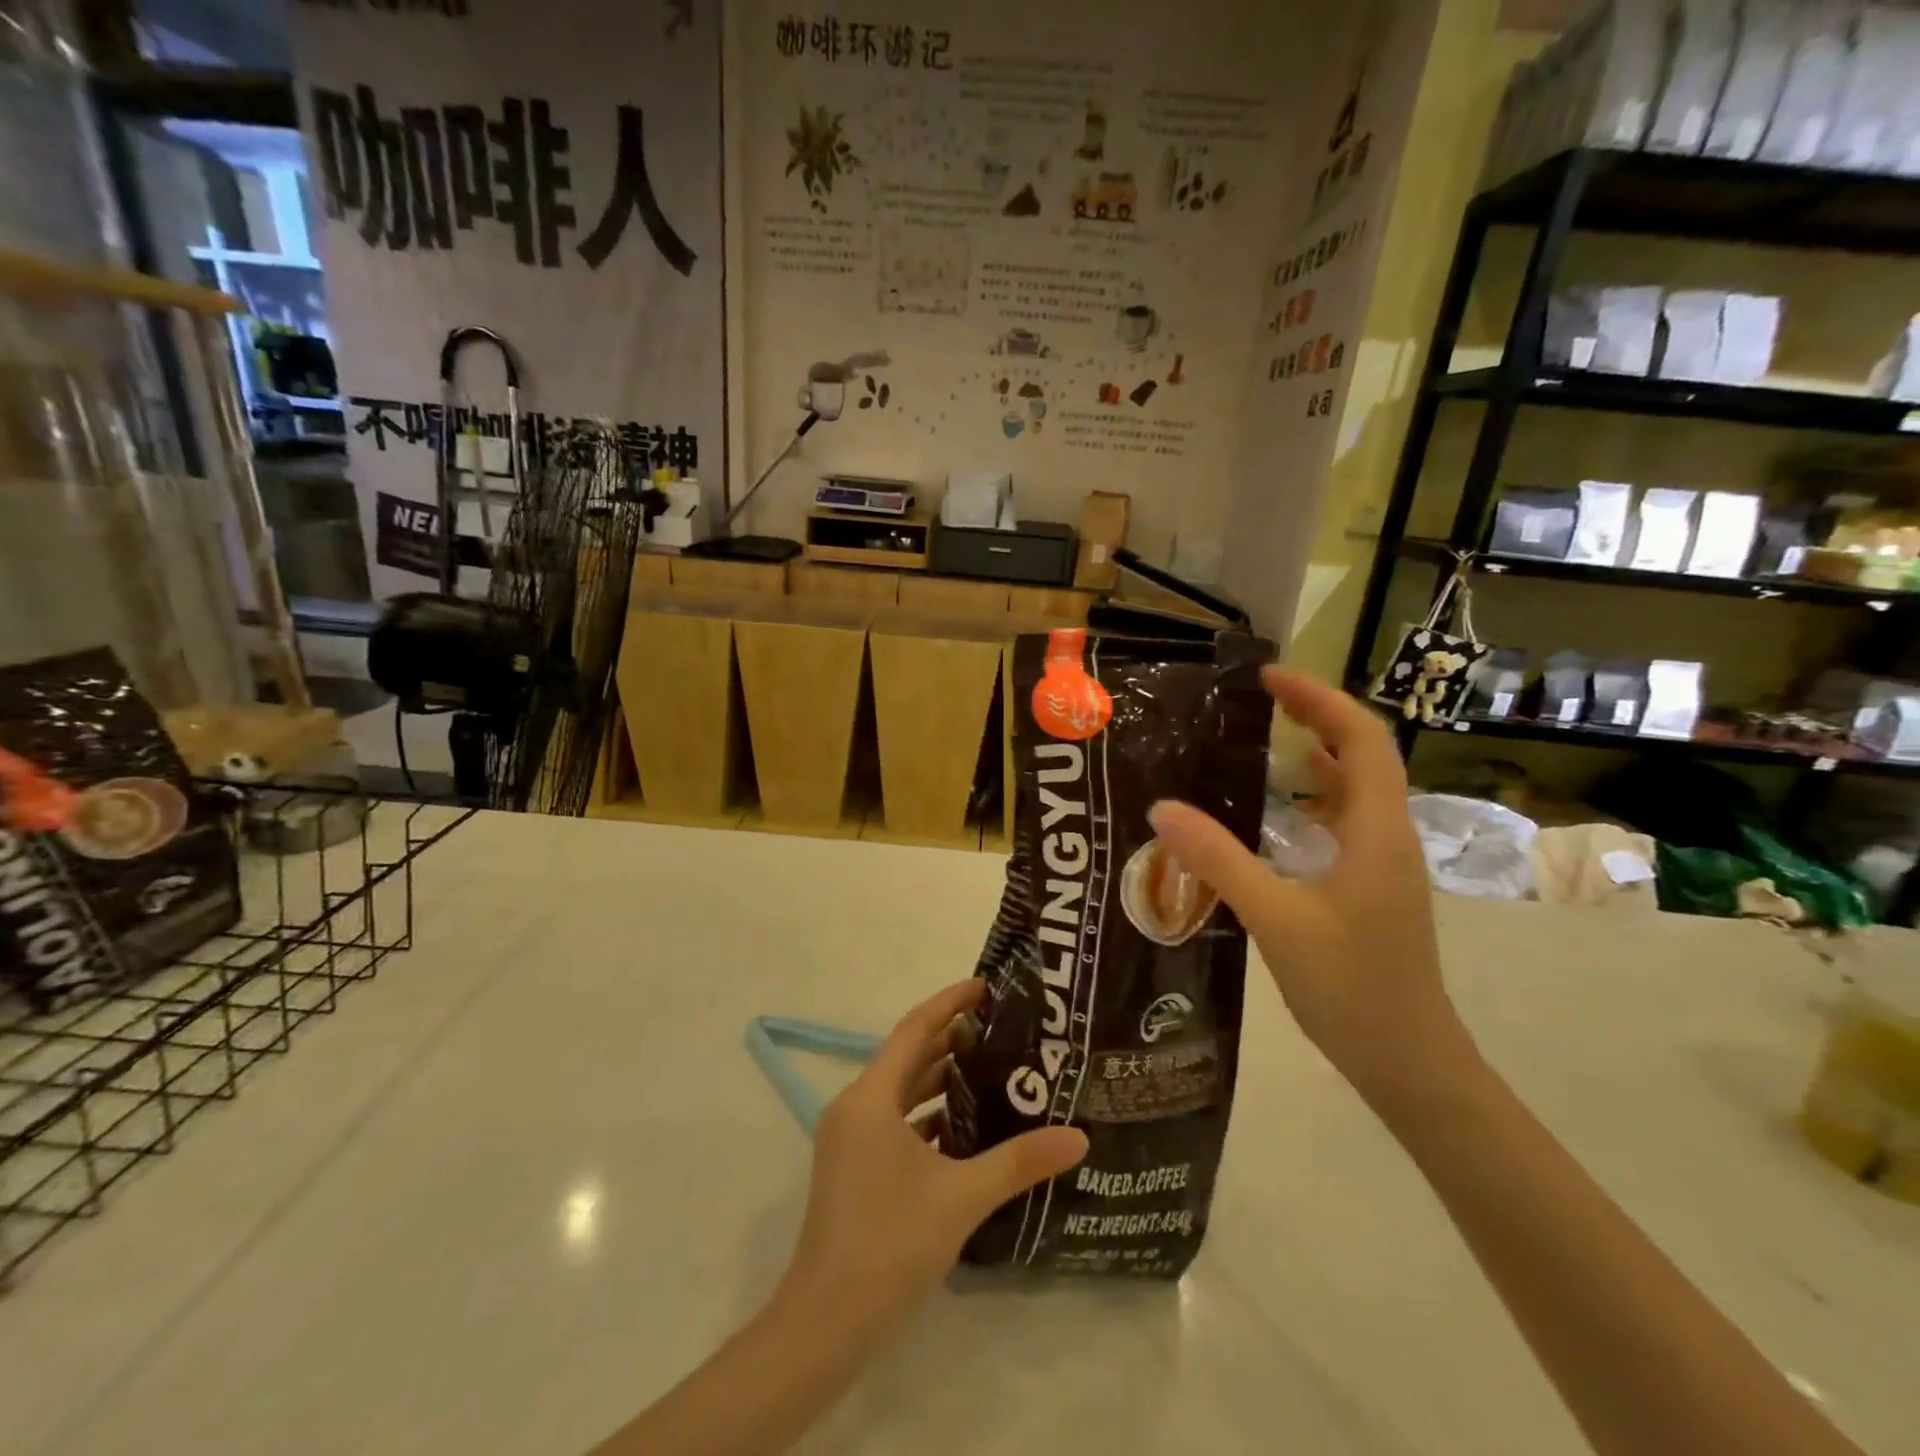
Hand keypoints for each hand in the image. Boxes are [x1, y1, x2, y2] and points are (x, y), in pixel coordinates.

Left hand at [778, 980, 1088, 1335]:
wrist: (825, 1323)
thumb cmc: (890, 1243)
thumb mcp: (961, 1197)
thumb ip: (1019, 1161)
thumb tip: (1078, 1137)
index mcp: (870, 1098)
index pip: (914, 1029)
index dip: (949, 1003)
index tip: (985, 985)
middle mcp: (855, 1107)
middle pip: (908, 1057)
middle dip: (951, 1039)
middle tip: (1001, 1028)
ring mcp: (850, 1139)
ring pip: (900, 1091)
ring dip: (939, 1077)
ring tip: (990, 1068)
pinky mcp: (853, 1167)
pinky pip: (894, 1122)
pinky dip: (926, 1115)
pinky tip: (964, 1127)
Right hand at [1148, 669, 1477, 1109]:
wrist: (1409, 1061)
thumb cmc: (1351, 988)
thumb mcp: (1275, 919)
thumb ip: (1219, 860)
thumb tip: (1162, 808)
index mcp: (1377, 831)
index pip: (1362, 738)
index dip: (1319, 699)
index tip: (1268, 678)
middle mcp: (1387, 835)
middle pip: (1363, 753)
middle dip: (1315, 716)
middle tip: (1257, 700)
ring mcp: (1382, 863)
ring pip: (1355, 788)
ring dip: (1316, 754)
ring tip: (1261, 740)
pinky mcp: (1370, 886)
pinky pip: (1344, 821)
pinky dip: (1313, 797)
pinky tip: (1275, 811)